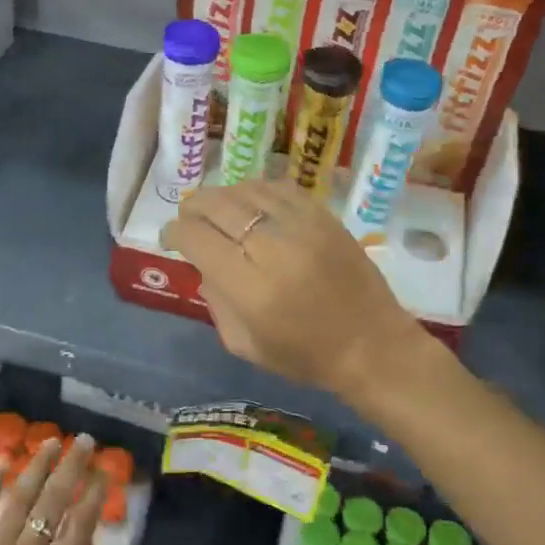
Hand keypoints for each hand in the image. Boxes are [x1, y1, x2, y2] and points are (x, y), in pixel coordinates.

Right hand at [160, 179, 425, 404]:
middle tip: (188, 218)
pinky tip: (252, 203)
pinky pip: (280, 187)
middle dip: (192, 207)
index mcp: (250, 287)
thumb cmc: (305, 356)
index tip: (171, 238)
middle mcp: (273, 249)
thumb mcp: (244, 345)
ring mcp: (302, 227)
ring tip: (217, 210)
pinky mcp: (325, 217)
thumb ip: (216, 302)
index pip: (196, 238)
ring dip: (223, 196)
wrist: (373, 346)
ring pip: (247, 190)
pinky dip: (256, 190)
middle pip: (217, 205)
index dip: (174, 232)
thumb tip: (204, 265)